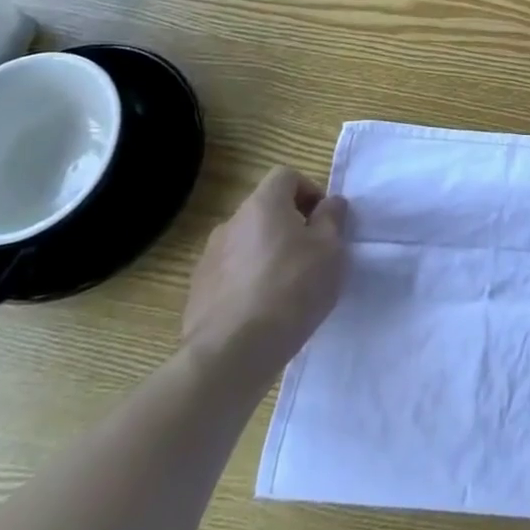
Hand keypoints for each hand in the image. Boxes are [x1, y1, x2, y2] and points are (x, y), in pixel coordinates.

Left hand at [181, 167, 347, 392]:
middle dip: (290, 225)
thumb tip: (329, 203)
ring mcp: (208, 259)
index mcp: (263, 205)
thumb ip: (332, 218)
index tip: (324, 221)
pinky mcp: (197, 293)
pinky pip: (231, 274)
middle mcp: (231, 223)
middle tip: (312, 255)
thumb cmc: (291, 289)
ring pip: (247, 243)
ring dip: (267, 254)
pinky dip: (248, 282)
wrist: (232, 353)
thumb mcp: (330, 249)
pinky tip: (263, 311)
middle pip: (265, 210)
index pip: (286, 176)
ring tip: (288, 288)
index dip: (309, 191)